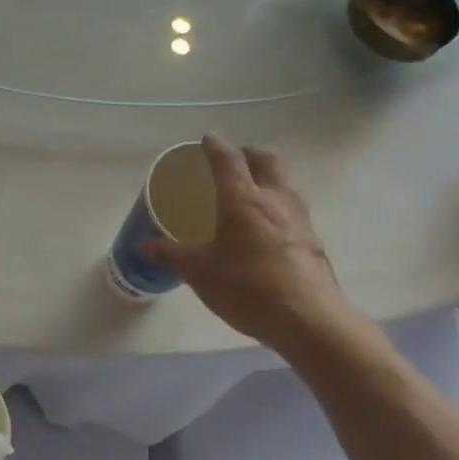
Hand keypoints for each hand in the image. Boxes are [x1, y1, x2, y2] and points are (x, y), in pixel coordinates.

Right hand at [142, 135, 352, 353]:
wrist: (308, 320)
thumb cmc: (248, 287)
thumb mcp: (200, 272)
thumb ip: (172, 255)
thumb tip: (145, 245)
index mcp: (244, 200)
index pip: (229, 160)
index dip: (215, 146)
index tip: (206, 139)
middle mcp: (275, 200)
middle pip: (268, 160)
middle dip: (250, 153)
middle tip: (234, 160)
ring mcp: (300, 219)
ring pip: (285, 182)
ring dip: (269, 177)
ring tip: (251, 191)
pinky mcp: (313, 241)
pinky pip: (294, 209)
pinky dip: (278, 204)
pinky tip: (268, 228)